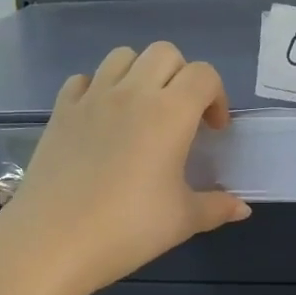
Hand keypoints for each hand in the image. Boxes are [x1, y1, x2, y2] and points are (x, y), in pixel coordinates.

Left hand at [5, 42, 251, 294]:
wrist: (53, 242)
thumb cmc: (127, 229)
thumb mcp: (181, 221)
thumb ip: (216, 207)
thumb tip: (242, 208)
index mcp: (169, 113)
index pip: (204, 74)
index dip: (216, 96)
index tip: (213, 131)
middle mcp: (132, 93)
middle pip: (165, 53)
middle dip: (181, 76)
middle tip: (181, 116)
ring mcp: (92, 98)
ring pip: (122, 56)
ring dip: (140, 73)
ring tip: (141, 110)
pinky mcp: (61, 111)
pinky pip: (83, 79)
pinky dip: (98, 89)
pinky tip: (101, 120)